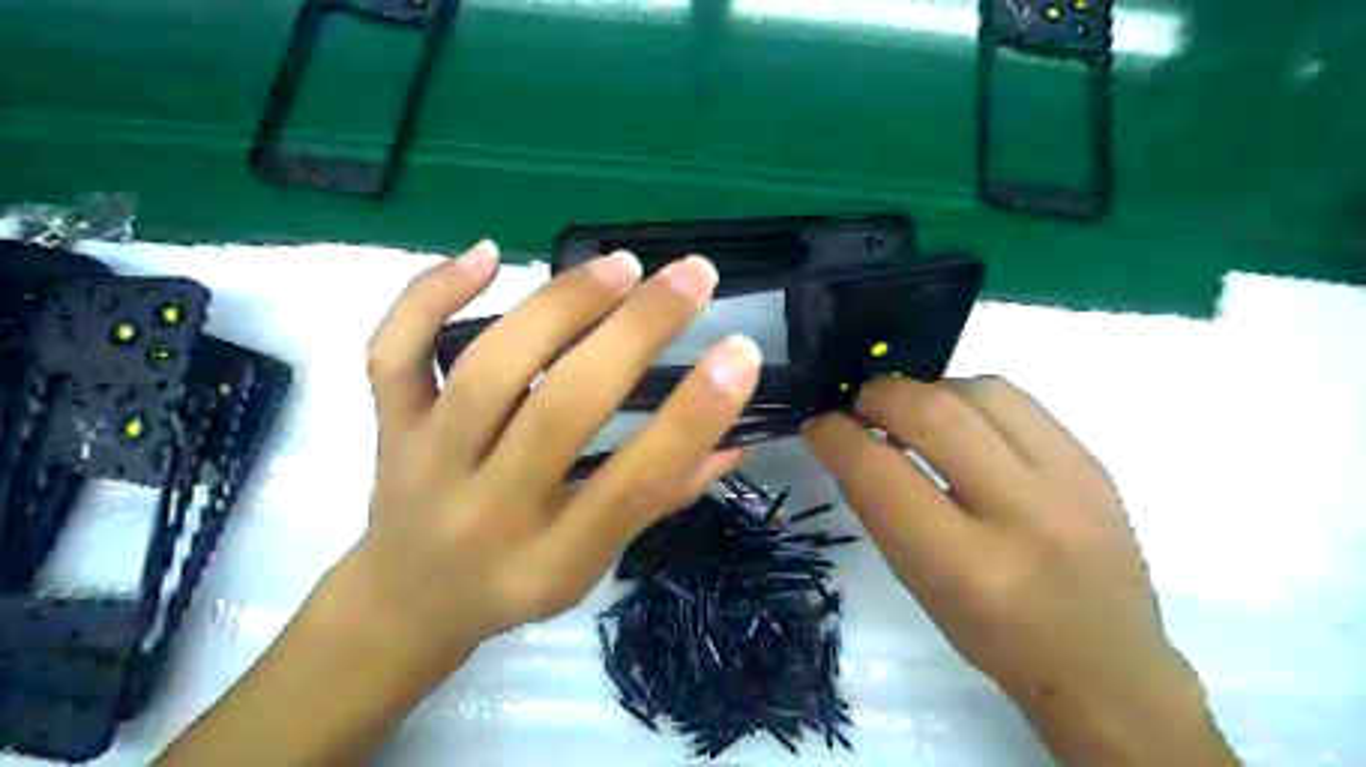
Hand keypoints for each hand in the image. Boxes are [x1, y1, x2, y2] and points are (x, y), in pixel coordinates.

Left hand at [320, 238, 764, 682]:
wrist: (404, 605)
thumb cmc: (516, 585)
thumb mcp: (593, 567)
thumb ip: (662, 499)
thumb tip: (735, 440)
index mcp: (551, 560)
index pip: (633, 484)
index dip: (693, 417)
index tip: (739, 353)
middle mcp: (486, 510)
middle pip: (561, 410)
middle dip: (635, 333)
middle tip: (692, 277)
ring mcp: (427, 462)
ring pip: (488, 370)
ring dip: (560, 306)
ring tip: (622, 265)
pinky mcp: (390, 427)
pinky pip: (394, 353)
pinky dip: (431, 293)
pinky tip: (488, 254)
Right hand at [802, 377, 1240, 766]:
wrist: (1103, 660)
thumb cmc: (991, 633)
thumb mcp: (917, 584)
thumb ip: (879, 508)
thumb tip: (848, 441)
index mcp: (966, 567)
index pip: (881, 472)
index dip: (837, 436)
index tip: (821, 426)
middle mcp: (1022, 514)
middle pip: (933, 413)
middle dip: (879, 396)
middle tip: (861, 409)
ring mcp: (1070, 480)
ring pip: (978, 390)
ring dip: (927, 391)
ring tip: (912, 413)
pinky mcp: (1093, 460)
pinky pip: (1016, 399)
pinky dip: (969, 398)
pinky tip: (961, 421)